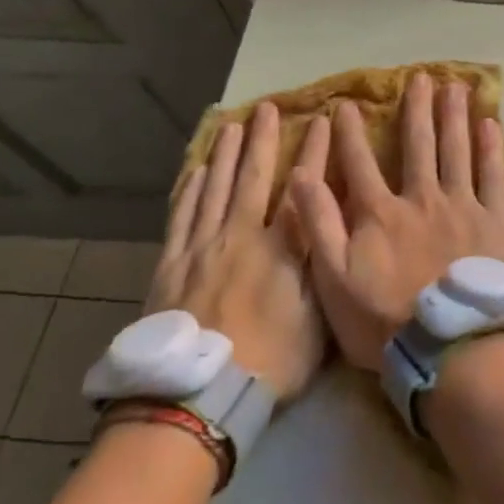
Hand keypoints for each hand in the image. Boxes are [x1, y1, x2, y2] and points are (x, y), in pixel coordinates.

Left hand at [147, 103, 329, 401]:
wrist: (197, 395)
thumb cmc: (269, 361)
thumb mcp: (317, 317)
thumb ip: (323, 265)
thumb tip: (332, 224)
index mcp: (280, 248)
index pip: (303, 188)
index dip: (314, 152)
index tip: (321, 121)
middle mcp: (240, 236)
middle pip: (252, 178)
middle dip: (262, 140)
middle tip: (266, 107)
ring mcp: (201, 248)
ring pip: (213, 189)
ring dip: (223, 155)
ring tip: (230, 126)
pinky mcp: (171, 265)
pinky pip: (181, 217)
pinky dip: (189, 190)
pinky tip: (194, 172)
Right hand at [291, 73, 503, 370]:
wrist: (449, 346)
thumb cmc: (384, 321)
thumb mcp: (333, 280)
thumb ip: (318, 224)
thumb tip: (300, 174)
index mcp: (381, 212)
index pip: (360, 163)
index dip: (350, 133)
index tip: (347, 104)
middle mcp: (422, 197)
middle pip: (418, 144)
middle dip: (416, 108)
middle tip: (420, 77)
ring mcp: (462, 205)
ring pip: (456, 149)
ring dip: (454, 116)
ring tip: (455, 86)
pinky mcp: (494, 220)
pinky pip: (493, 175)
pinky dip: (491, 148)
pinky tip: (491, 123)